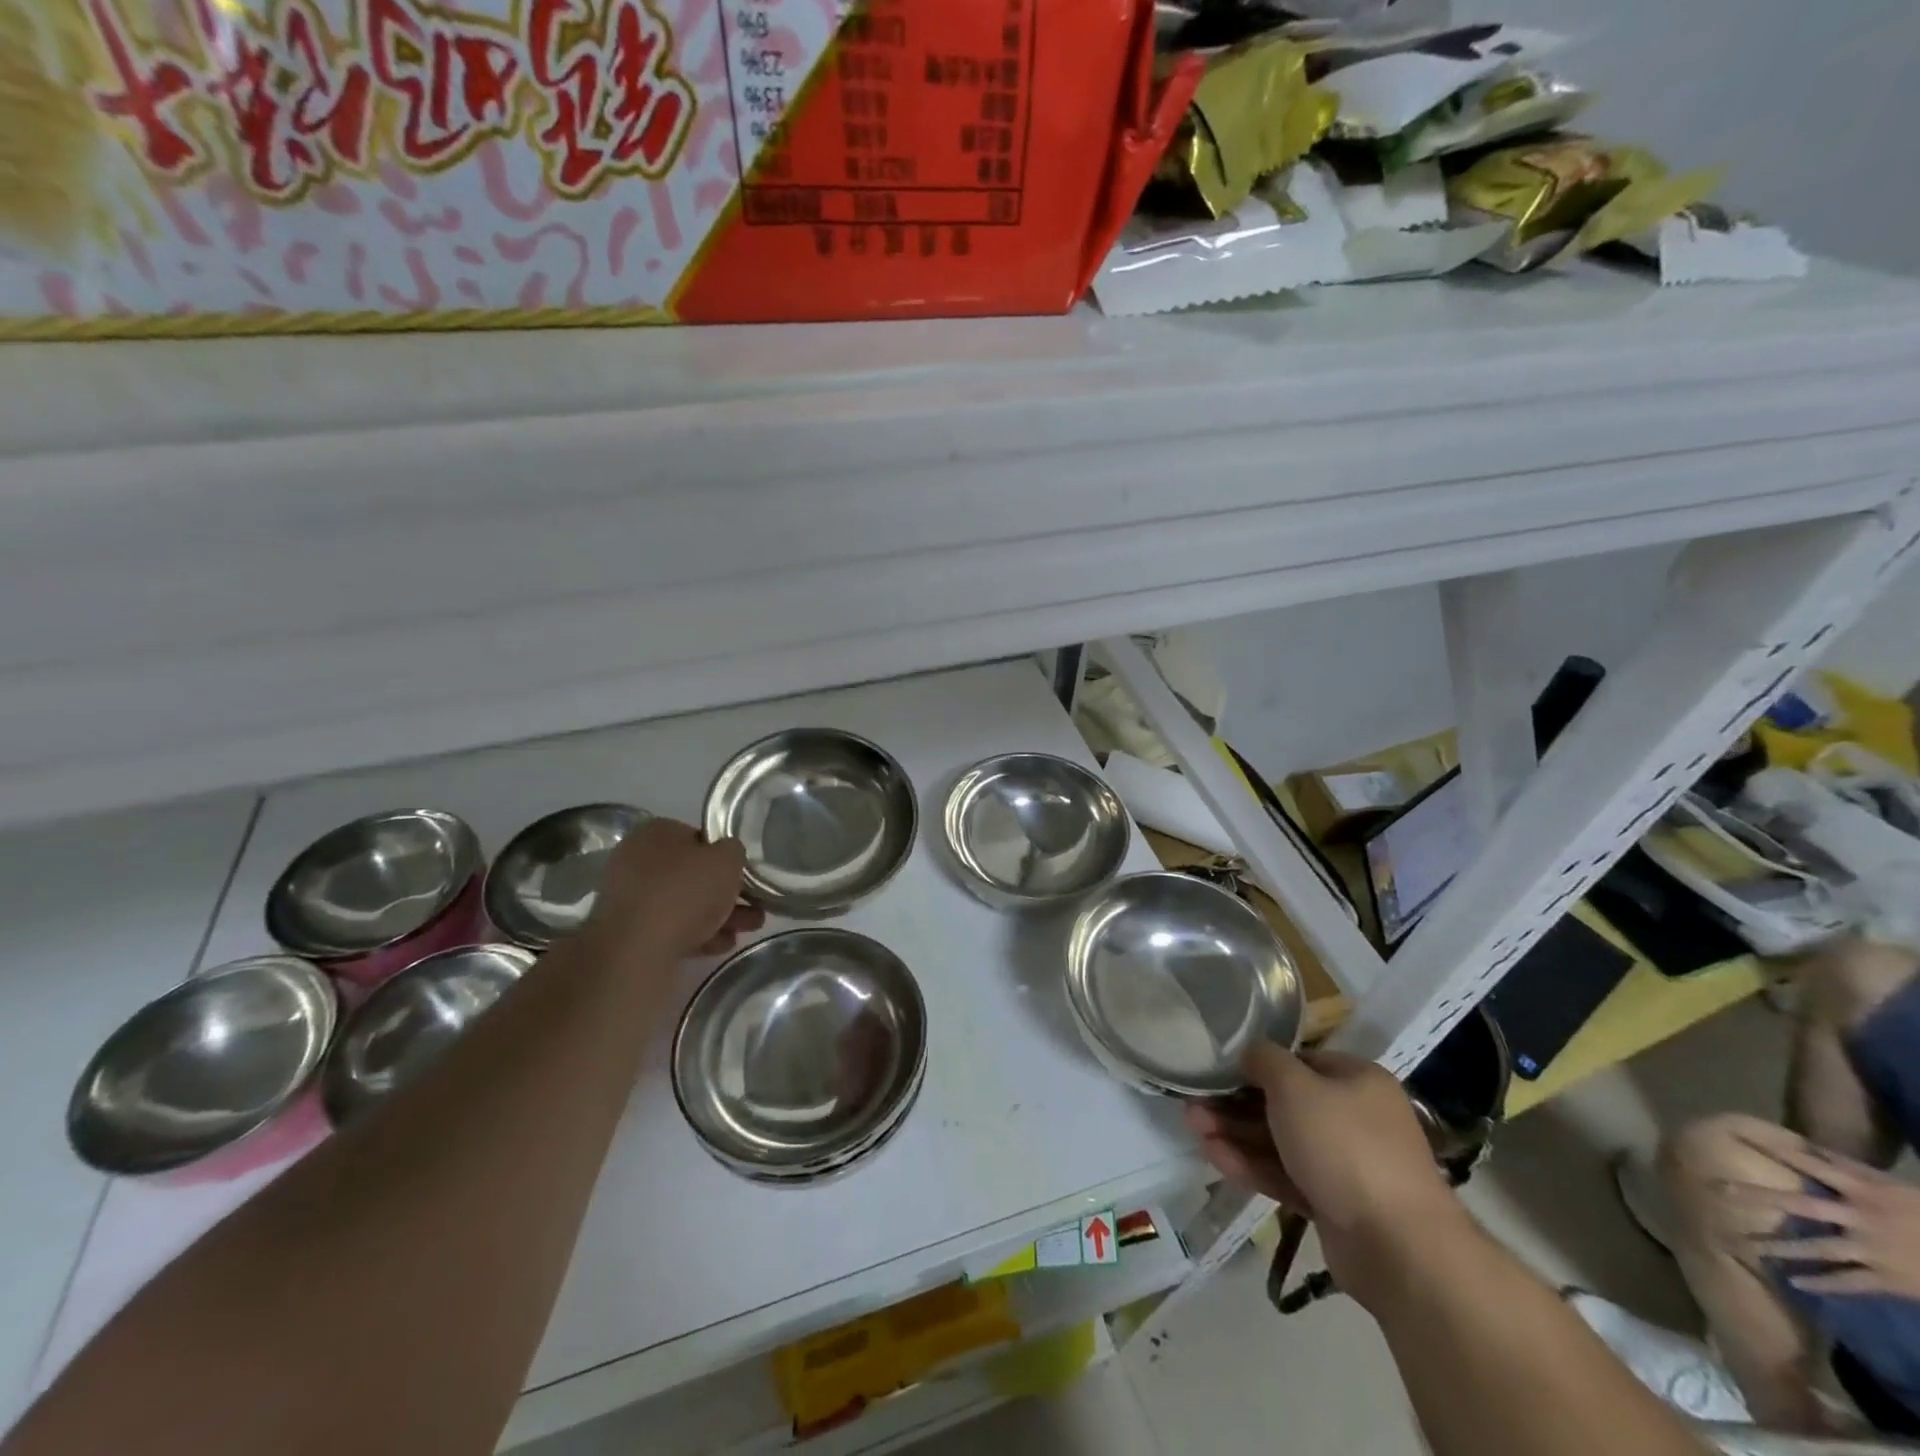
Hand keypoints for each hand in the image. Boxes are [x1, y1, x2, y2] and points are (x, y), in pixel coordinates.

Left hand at [581, 818, 761, 963]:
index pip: (699, 837)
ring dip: (718, 915)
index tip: (744, 875)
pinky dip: (698, 933)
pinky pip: (671, 926)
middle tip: (753, 906)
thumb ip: (734, 851)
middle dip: (725, 891)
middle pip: (692, 873)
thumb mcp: (728, 859)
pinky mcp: (629, 932)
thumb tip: (728, 855)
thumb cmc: (686, 891)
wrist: (639, 948)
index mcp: (656, 832)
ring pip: (684, 902)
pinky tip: (721, 945)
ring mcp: (630, 897)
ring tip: (747, 930)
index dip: (725, 856)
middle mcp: (636, 859)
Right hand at [1185, 1043, 1464, 1309]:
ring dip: (1236, 1133)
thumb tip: (1249, 1052)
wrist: (1398, 1247)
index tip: (1218, 1070)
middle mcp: (1355, 1117)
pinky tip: (1214, 1157)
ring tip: (1193, 1128)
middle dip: (1236, 1104)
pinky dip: (1252, 1165)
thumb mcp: (1295, 1086)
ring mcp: (1346, 1165)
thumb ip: (1265, 1061)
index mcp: (1357, 1080)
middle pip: (1284, 1103)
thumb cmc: (1344, 1145)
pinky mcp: (1335, 1205)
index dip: (1256, 1065)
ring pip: (1281, 1141)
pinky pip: (1287, 1176)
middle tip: (1194, 1104)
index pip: (1298, 1061)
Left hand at [1739, 1135, 1919, 1298]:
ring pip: (1817, 1248)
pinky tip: (1793, 1282)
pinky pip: (1849, 1283)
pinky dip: (1822, 1284)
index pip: (1808, 1163)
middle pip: (1800, 1205)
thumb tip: (1810, 1147)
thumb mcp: (1895, 1186)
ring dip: (1780, 1247)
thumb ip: (1852, 1168)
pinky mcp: (1889, 1280)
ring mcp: (1873, 1250)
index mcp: (1864, 1191)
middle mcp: (1861, 1218)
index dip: (1772, 1149)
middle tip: (1717, 1189)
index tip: (1735, 1136)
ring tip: (1744, 1245)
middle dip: (1758, 1197)